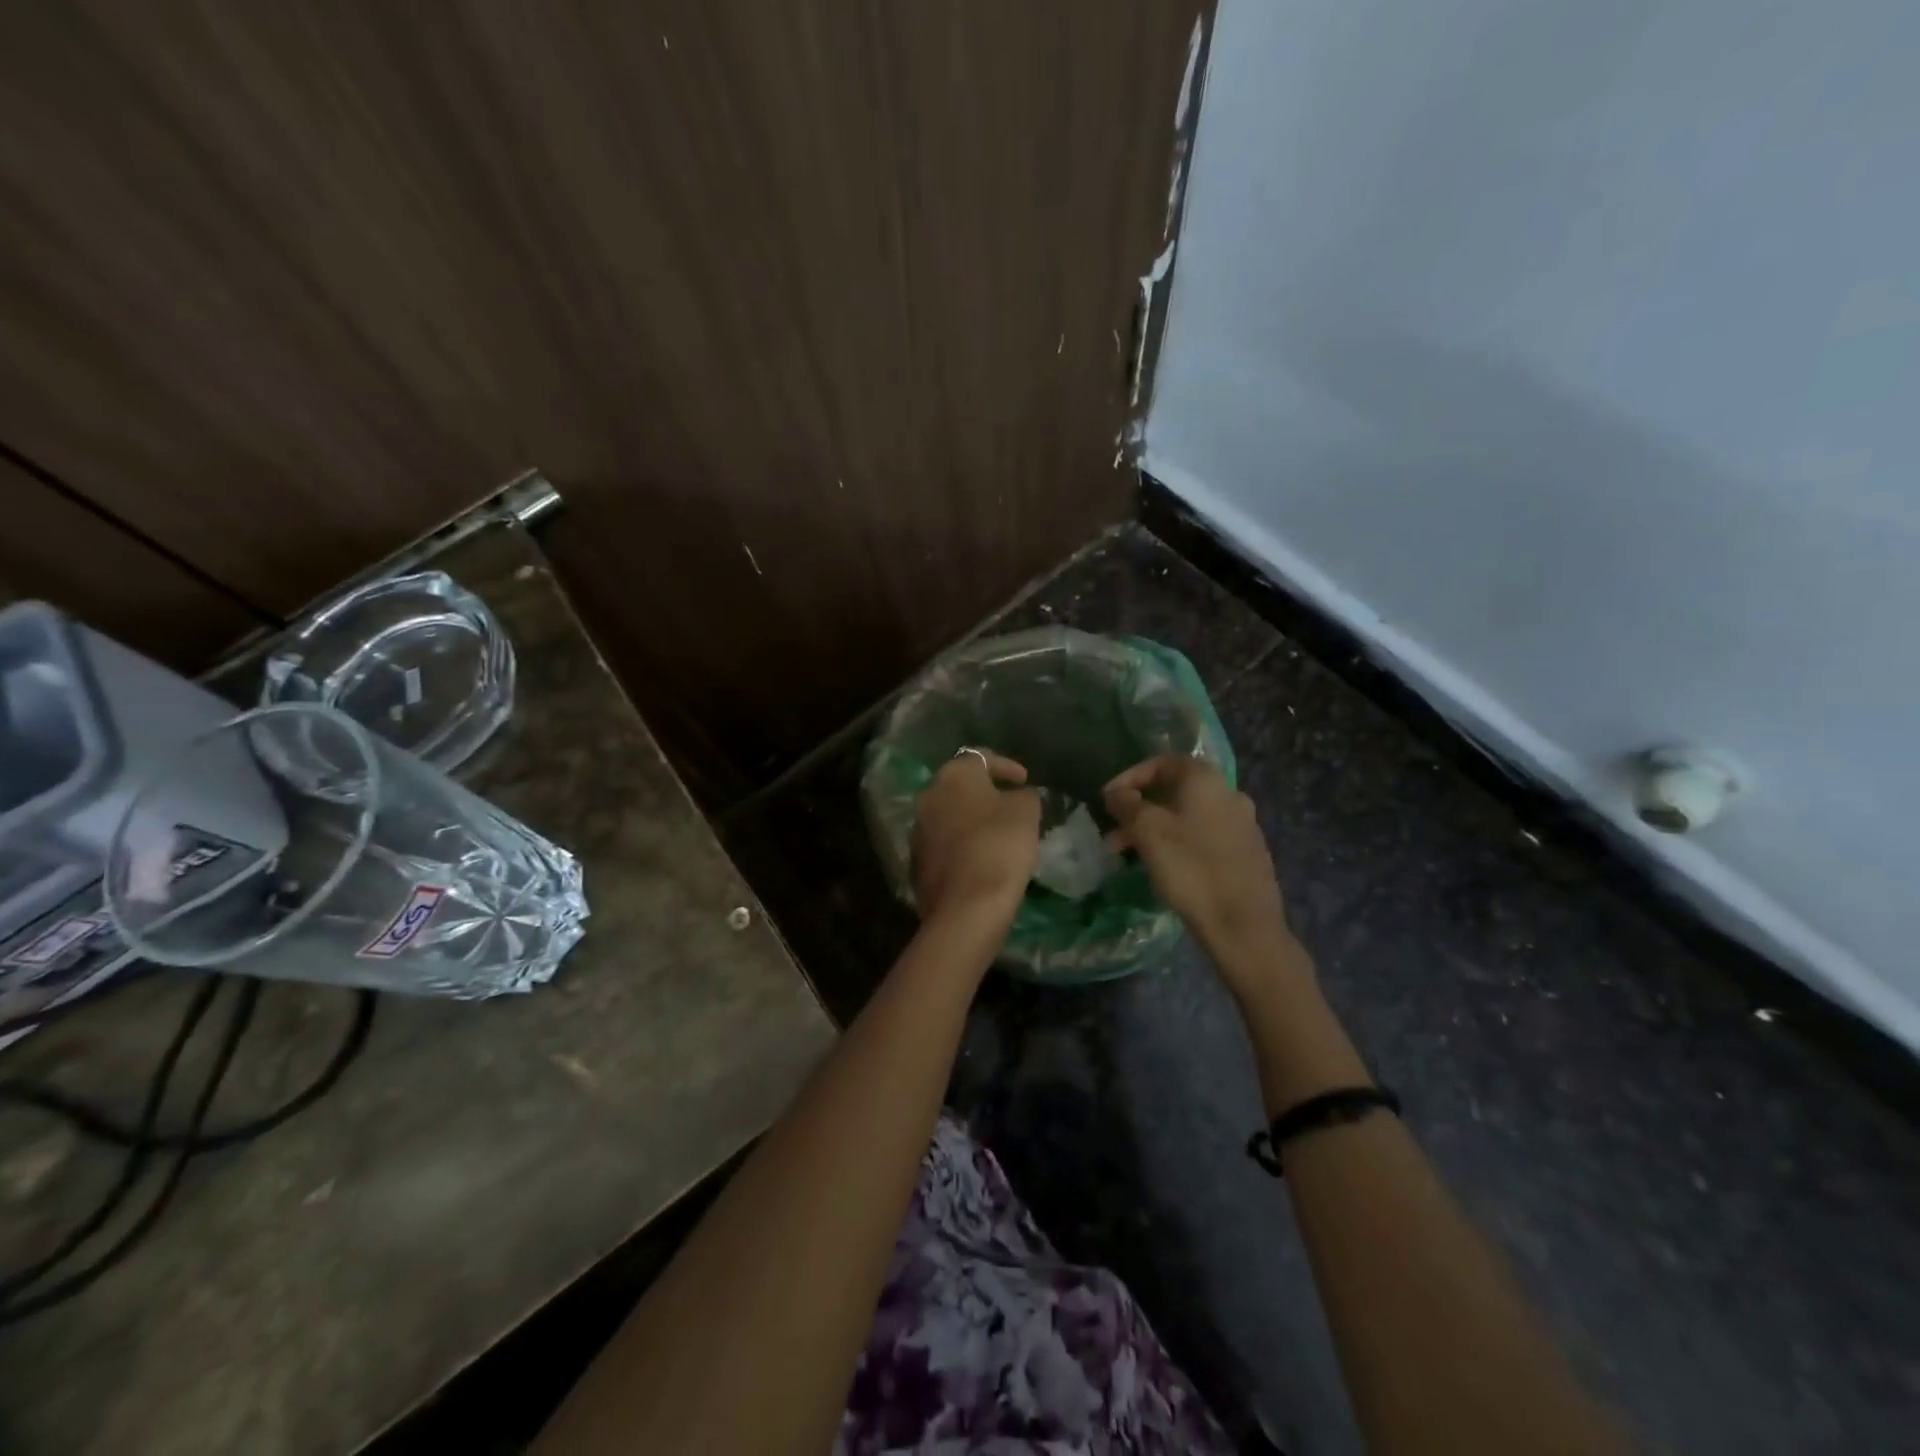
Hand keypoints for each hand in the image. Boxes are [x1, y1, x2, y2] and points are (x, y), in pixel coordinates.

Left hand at [912, 750, 1041, 921]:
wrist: (966, 906)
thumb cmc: (999, 846)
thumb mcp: (1026, 812)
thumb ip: (1025, 795)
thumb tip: (1019, 794)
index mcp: (954, 775)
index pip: (981, 757)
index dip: (1006, 766)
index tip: (1025, 780)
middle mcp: (929, 795)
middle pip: (960, 785)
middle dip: (985, 793)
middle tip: (1010, 805)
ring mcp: (918, 830)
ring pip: (949, 814)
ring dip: (971, 819)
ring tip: (997, 833)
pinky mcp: (916, 861)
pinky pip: (944, 842)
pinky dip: (961, 844)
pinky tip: (981, 858)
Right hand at [1104, 755, 1290, 958]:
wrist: (1244, 925)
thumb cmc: (1191, 869)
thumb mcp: (1148, 832)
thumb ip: (1127, 805)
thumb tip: (1116, 792)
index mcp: (1206, 780)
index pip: (1161, 762)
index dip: (1129, 777)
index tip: (1107, 800)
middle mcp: (1229, 793)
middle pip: (1174, 790)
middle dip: (1139, 809)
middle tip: (1113, 833)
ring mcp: (1243, 824)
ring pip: (1188, 816)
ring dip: (1155, 829)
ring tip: (1130, 855)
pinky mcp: (1248, 852)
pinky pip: (1204, 836)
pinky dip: (1178, 842)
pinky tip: (1165, 866)